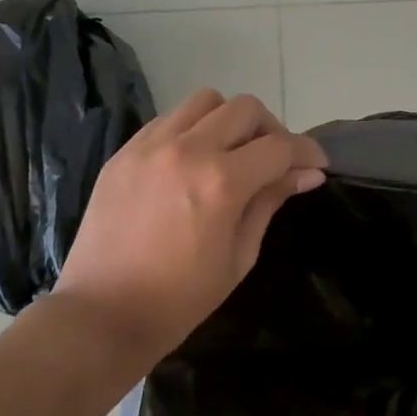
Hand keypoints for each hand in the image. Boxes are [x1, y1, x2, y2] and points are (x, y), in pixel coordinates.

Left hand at [51, 89, 327, 365]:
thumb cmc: (179, 299)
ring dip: (229, 120)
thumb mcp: (239, 256)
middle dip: (271, 130)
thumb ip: (270, 202)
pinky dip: (192, 129)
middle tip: (274, 160)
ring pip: (205, 100)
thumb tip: (307, 173)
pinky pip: (169, 119)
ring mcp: (150, 146)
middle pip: (245, 109)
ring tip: (231, 153)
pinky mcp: (124, 152)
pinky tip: (192, 161)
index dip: (307, 152)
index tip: (316, 164)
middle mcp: (187, 150)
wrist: (100, 315)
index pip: (280, 146)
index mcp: (221, 182)